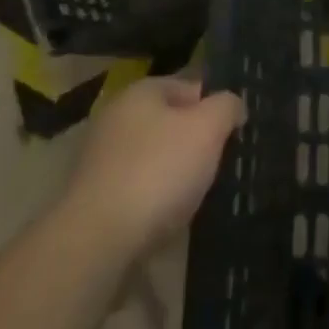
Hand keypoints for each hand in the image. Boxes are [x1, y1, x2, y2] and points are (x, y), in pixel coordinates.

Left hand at [59, 78, 245, 263]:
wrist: (97, 242)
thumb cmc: (158, 172)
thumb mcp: (207, 129)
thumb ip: (227, 107)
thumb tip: (233, 106)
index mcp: (140, 92)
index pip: (190, 87)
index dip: (216, 107)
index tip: (234, 135)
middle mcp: (115, 118)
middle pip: (171, 123)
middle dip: (196, 142)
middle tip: (220, 165)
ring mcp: (100, 159)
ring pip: (155, 157)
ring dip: (176, 173)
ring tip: (199, 195)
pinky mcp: (94, 198)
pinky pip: (138, 189)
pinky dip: (155, 199)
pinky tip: (170, 217)